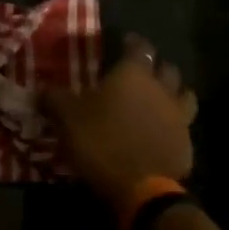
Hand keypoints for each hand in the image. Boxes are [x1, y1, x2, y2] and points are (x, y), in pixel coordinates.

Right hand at [43, 34, 197, 211]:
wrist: (139, 187)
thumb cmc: (101, 143)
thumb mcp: (67, 119)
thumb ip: (54, 99)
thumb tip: (41, 89)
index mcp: (134, 74)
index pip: (138, 46)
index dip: (130, 42)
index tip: (122, 43)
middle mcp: (162, 88)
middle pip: (166, 67)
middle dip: (154, 66)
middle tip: (140, 73)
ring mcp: (179, 116)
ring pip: (183, 93)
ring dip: (172, 92)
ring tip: (159, 100)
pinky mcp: (186, 143)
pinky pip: (183, 126)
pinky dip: (174, 126)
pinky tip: (162, 134)